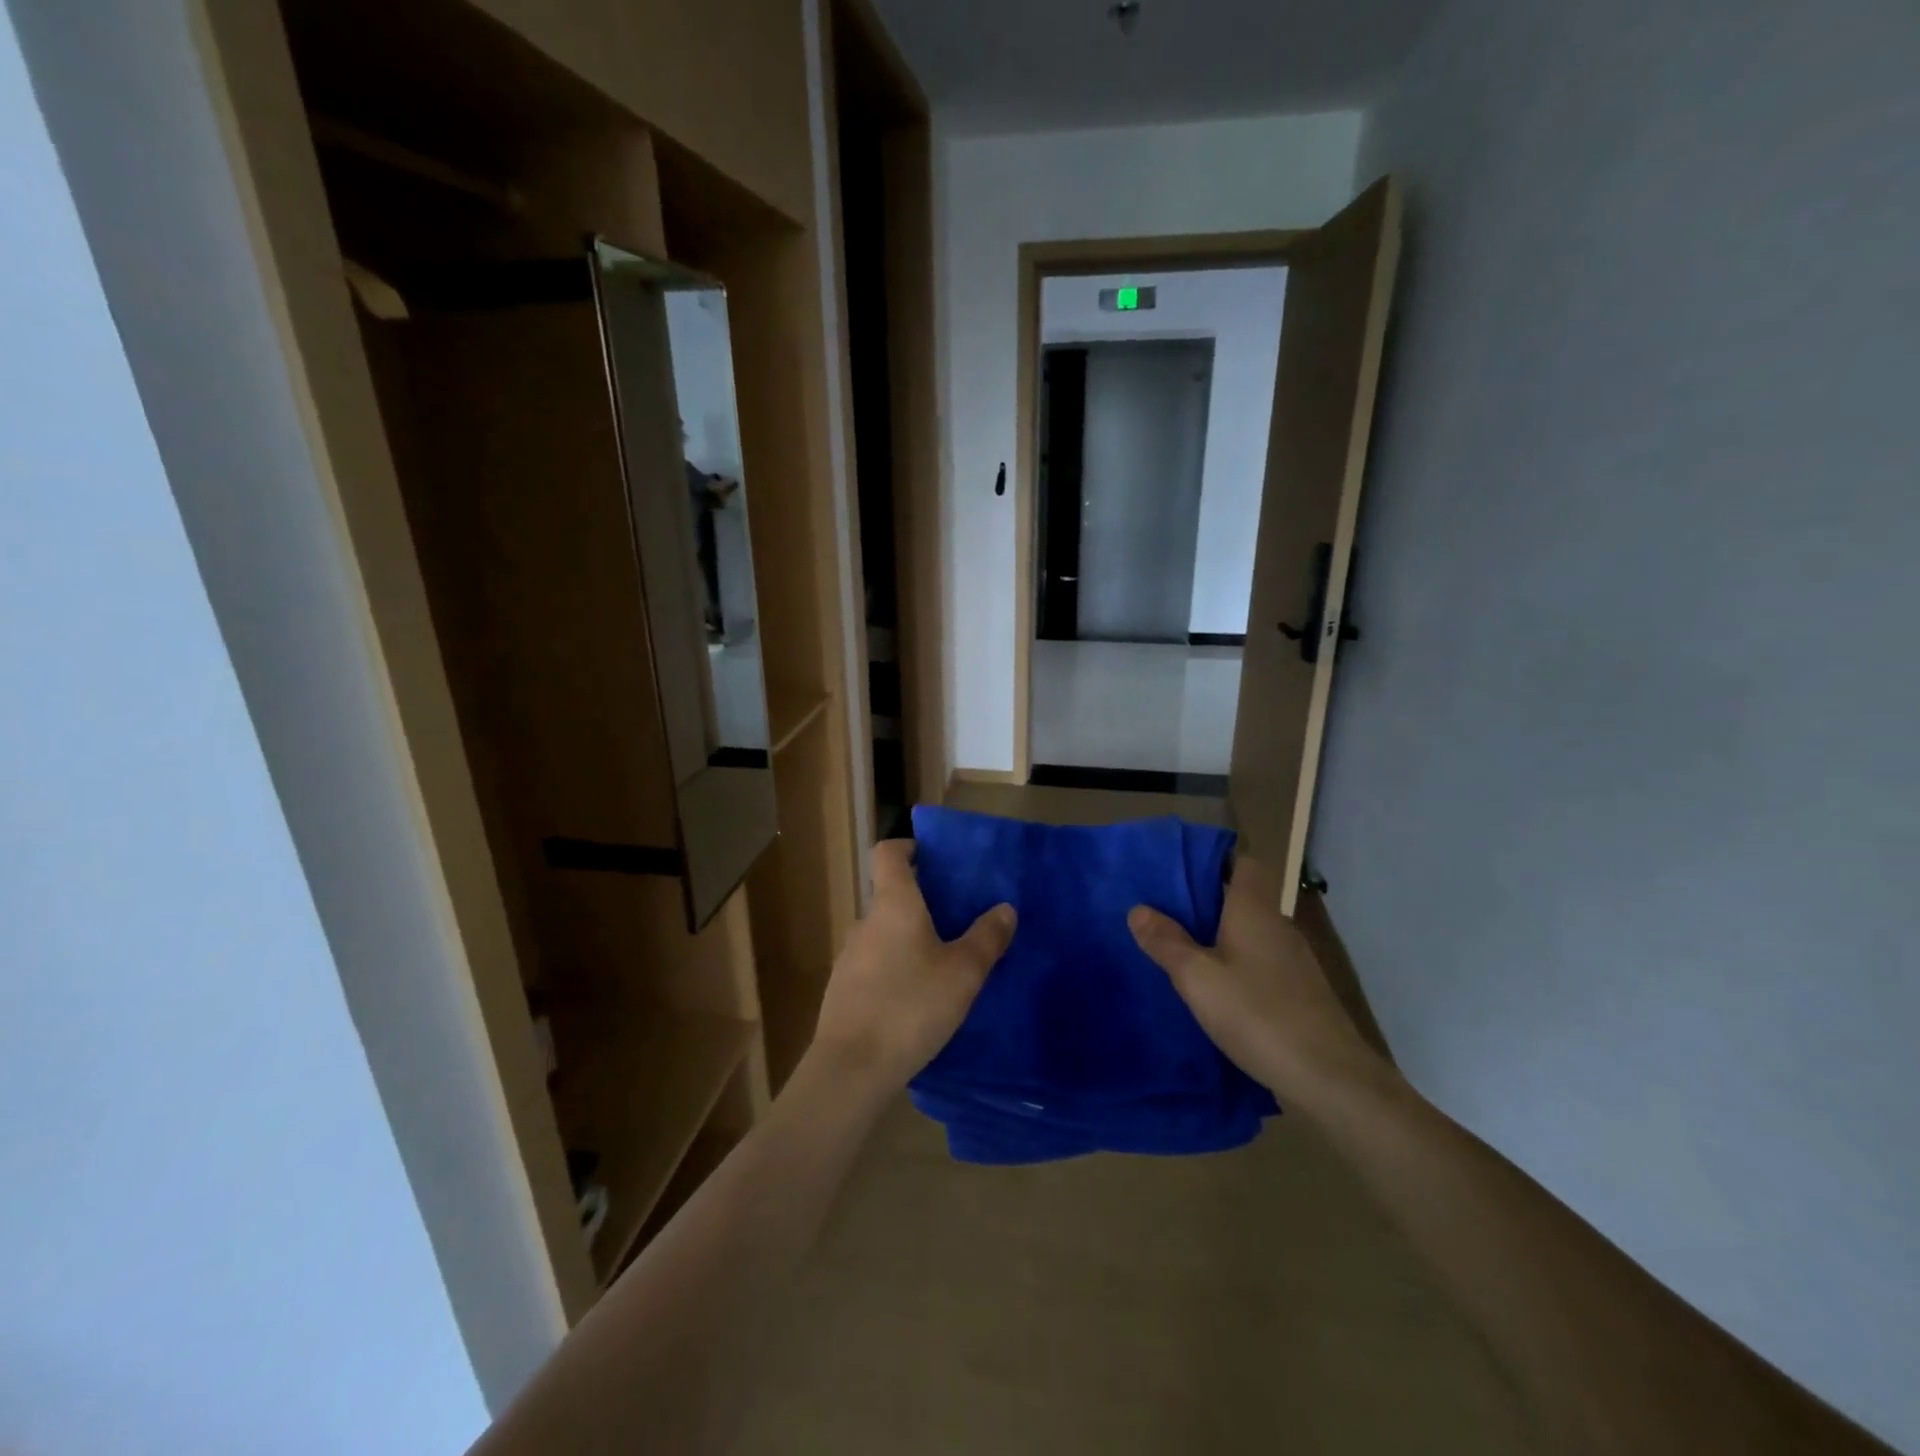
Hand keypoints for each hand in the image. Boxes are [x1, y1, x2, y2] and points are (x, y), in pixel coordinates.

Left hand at [810, 840, 1015, 1091]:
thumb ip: (987, 937)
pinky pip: (874, 965)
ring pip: (883, 934)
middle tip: (956, 918)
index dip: (908, 847)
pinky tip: (916, 999)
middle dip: (920, 901)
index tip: (933, 857)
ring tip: (941, 962)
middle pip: (890, 896)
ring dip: (908, 938)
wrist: (852, 1068)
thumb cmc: (911, 1006)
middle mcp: (866, 923)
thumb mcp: (963, 973)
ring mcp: (849, 957)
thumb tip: (1005, 908)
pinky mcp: (843, 991)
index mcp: (893, 905)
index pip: (888, 853)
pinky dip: (894, 968)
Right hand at [1128, 856, 1390, 1109]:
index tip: (1180, 875)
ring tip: (1182, 953)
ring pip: (1251, 934)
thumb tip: (1138, 909)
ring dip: (1220, 939)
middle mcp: (1278, 927)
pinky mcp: (1301, 993)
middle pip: (1243, 899)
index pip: (1244, 864)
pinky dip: (1238, 967)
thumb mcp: (1197, 978)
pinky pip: (1261, 964)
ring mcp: (1294, 962)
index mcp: (1255, 911)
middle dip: (1206, 904)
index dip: (1215, 863)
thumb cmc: (1257, 1015)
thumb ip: (1166, 942)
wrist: (1329, 1078)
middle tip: (1166, 916)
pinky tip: (1216, 992)